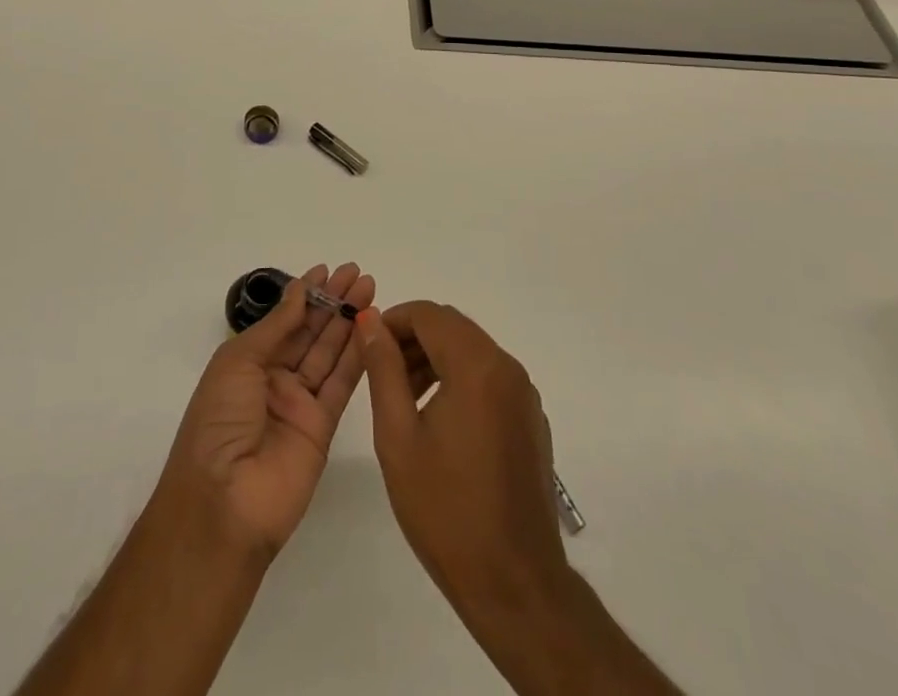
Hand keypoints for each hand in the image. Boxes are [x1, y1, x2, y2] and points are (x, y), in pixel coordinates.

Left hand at [157, 263, 373, 557]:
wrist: (223, 503)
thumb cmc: (218, 421)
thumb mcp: (238, 362)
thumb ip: (276, 327)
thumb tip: (300, 291)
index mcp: (248, 362)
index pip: (283, 320)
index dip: (305, 294)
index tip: (328, 269)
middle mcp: (274, 379)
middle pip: (310, 332)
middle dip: (333, 302)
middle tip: (358, 273)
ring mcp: (300, 404)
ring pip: (329, 353)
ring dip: (349, 322)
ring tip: (369, 290)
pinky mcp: (323, 428)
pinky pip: (341, 384)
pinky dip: (357, 356)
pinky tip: (371, 329)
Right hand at [355, 301, 567, 616]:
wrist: (515, 584)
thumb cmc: (446, 510)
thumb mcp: (398, 436)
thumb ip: (383, 369)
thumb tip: (370, 320)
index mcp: (476, 366)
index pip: (428, 314)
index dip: (392, 321)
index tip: (366, 346)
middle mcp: (507, 368)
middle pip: (452, 327)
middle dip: (412, 339)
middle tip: (381, 374)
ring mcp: (524, 394)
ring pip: (471, 350)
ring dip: (435, 358)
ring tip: (404, 399)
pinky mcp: (531, 419)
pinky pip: (490, 377)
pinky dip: (460, 379)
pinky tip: (439, 422)